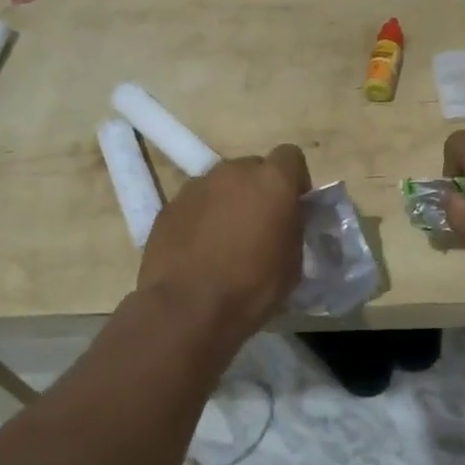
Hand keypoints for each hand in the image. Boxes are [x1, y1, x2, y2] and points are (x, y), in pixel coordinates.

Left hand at [138, 145, 310, 338]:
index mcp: (272, 181)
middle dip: (259, 189)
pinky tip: (199, 250)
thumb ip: (293, 228)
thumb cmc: (252, 287)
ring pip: (220, 184)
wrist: (187, 308)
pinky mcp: (169, 206)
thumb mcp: (294, 262)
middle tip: (259, 224)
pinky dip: (201, 218)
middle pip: (252, 168)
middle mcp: (233, 172)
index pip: (290, 156)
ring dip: (228, 202)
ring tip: (225, 239)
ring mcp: (196, 186)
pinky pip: (194, 203)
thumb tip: (287, 221)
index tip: (294, 206)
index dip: (295, 179)